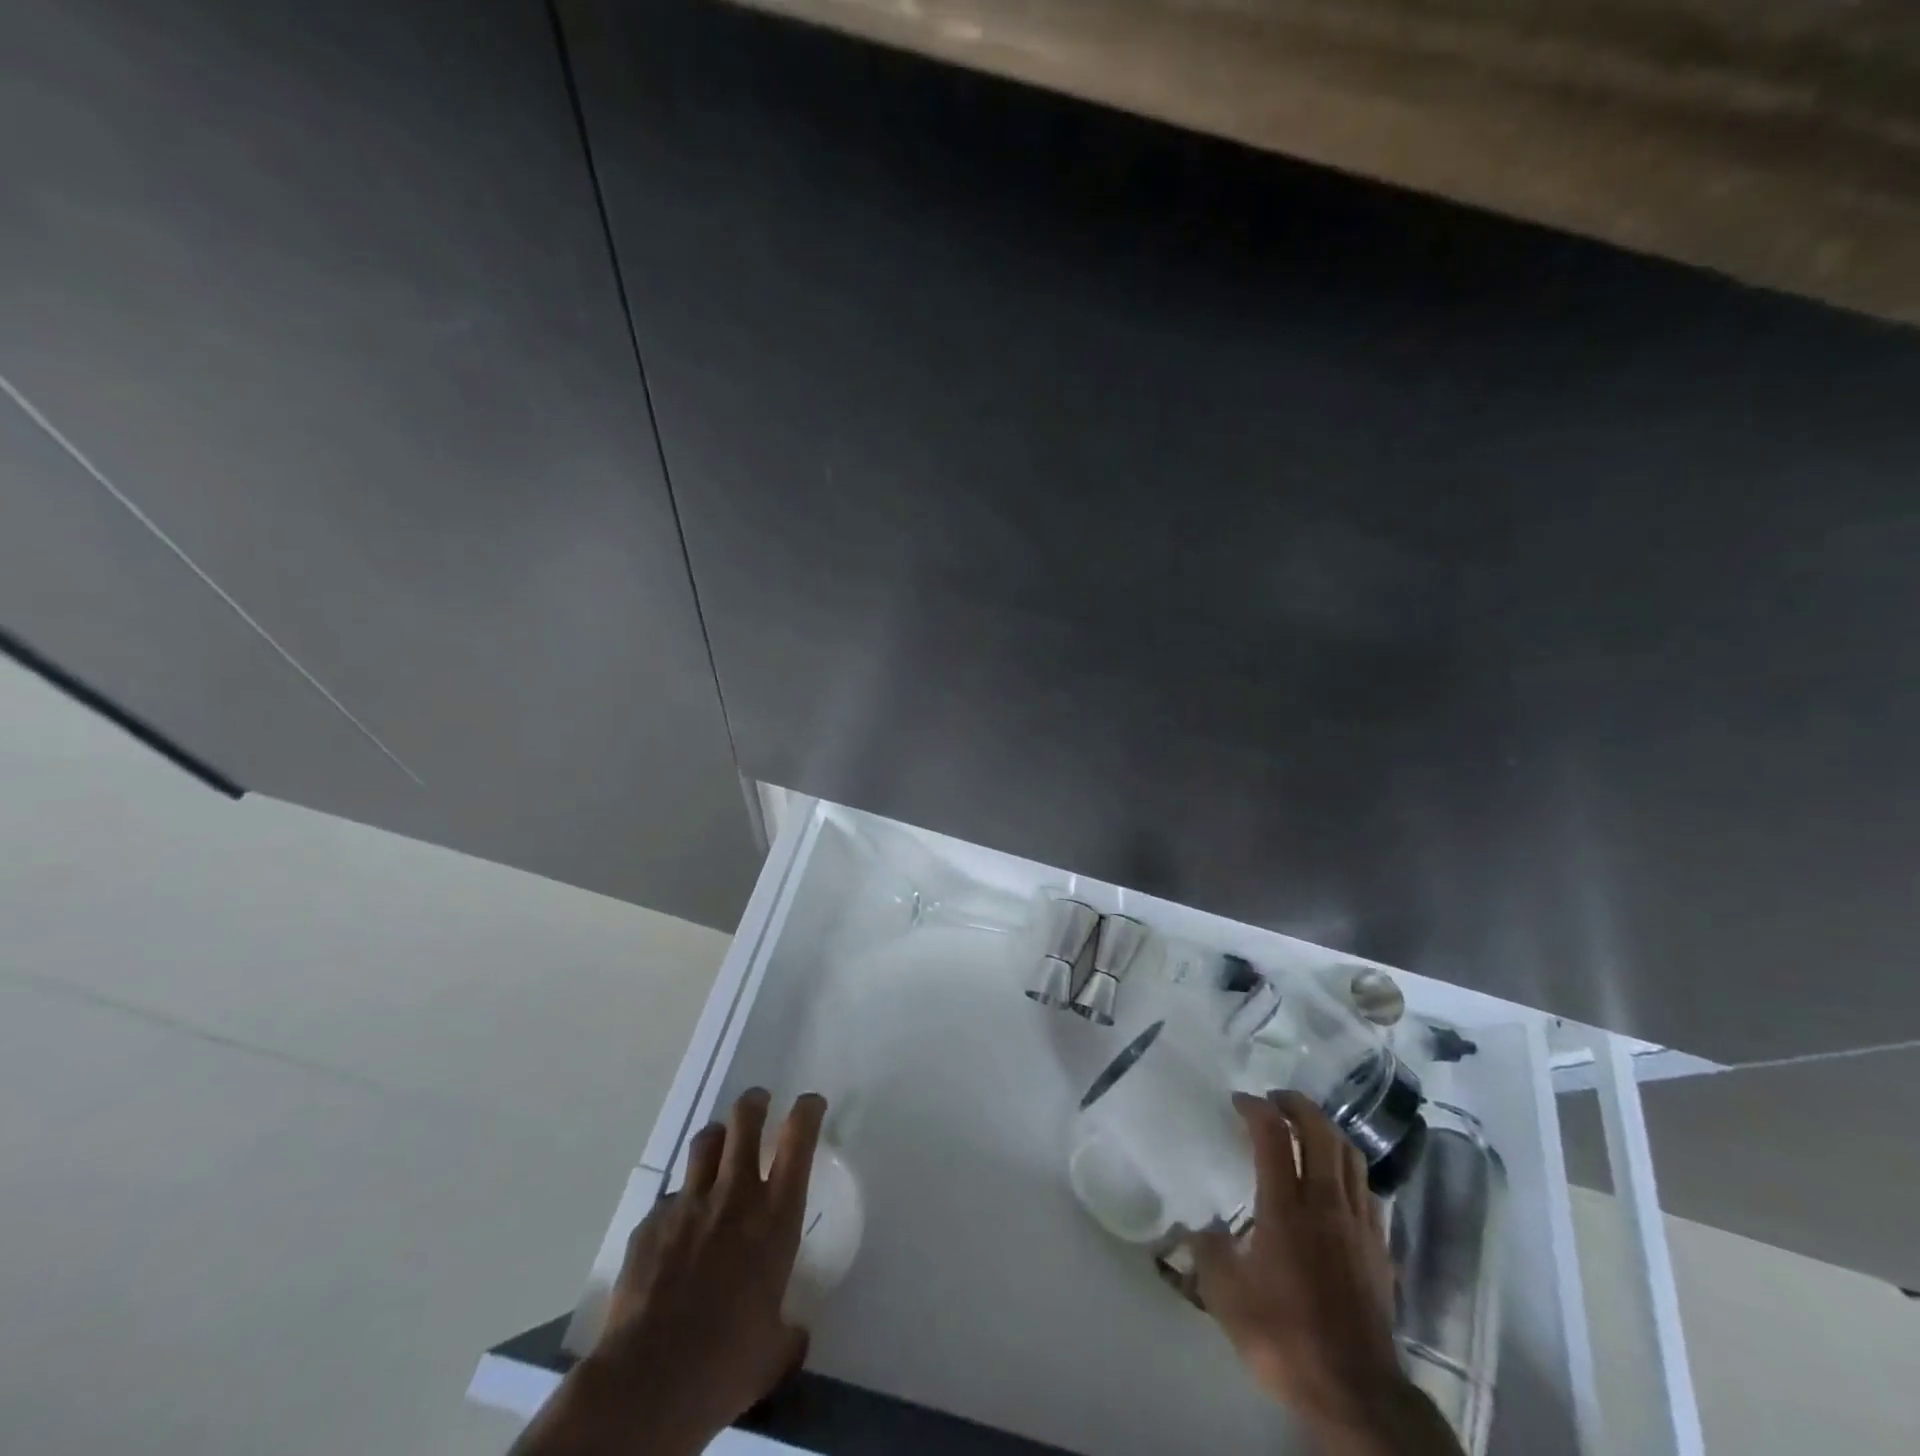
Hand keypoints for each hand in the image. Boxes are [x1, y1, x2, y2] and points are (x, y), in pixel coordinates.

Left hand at [514, 1088, 827, 1455]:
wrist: (649, 1381)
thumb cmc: (727, 1363)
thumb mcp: (775, 1351)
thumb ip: (787, 1332)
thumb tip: (792, 1336)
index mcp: (775, 1215)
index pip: (799, 1138)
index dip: (807, 1110)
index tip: (810, 1104)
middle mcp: (735, 1194)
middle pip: (745, 1119)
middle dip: (754, 1104)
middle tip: (758, 1105)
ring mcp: (688, 1204)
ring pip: (705, 1142)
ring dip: (716, 1139)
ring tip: (718, 1149)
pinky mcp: (650, 1223)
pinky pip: (669, 1199)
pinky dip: (678, 1205)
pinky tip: (675, 1232)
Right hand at [1186, 1091, 1457, 1452]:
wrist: (1356, 1393)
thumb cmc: (1285, 1339)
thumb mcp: (1226, 1298)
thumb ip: (1208, 1251)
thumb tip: (1200, 1226)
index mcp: (1286, 1209)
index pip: (1273, 1136)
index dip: (1255, 1108)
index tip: (1238, 1101)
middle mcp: (1325, 1205)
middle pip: (1321, 1133)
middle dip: (1297, 1105)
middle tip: (1275, 1099)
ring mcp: (1358, 1225)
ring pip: (1350, 1156)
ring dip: (1327, 1130)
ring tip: (1306, 1128)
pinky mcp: (1380, 1248)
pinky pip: (1366, 1188)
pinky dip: (1348, 1167)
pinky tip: (1335, 1178)